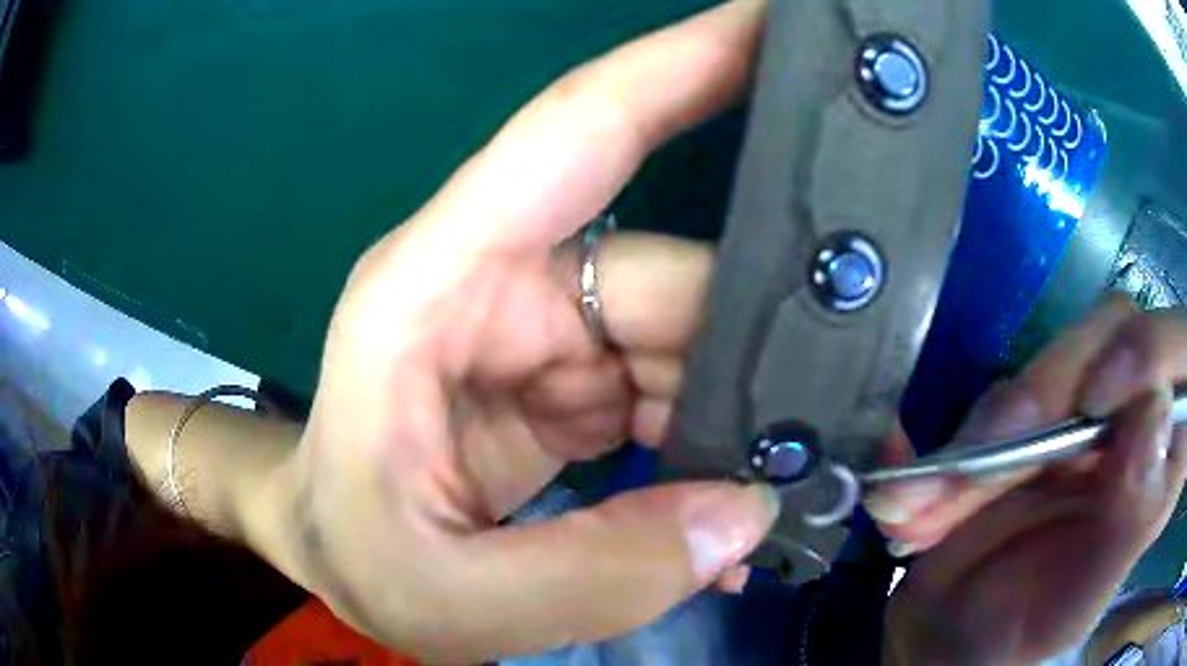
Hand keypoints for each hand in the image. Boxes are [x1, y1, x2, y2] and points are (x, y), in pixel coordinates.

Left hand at [258, 2, 777, 661]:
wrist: (329, 554)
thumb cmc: (354, 556)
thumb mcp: (452, 598)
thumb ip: (596, 575)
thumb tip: (744, 515)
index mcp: (436, 290)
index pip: (578, 131)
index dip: (683, 64)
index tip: (774, 27)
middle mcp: (497, 287)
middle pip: (673, 278)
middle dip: (766, 343)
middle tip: (853, 409)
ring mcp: (538, 334)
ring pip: (686, 341)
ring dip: (747, 414)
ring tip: (804, 480)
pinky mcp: (564, 384)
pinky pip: (669, 394)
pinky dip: (712, 448)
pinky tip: (735, 512)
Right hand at [868, 298, 1186, 664]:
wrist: (961, 644)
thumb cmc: (1034, 633)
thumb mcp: (1089, 594)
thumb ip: (1137, 512)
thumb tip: (1155, 411)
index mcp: (1164, 453)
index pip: (1178, 354)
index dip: (1147, 353)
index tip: (1095, 399)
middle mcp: (1132, 415)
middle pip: (1108, 337)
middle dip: (1045, 390)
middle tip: (989, 447)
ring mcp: (1079, 411)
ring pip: (1045, 367)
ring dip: (982, 432)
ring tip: (921, 506)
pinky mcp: (1030, 418)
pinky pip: (994, 400)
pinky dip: (949, 446)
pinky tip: (913, 495)